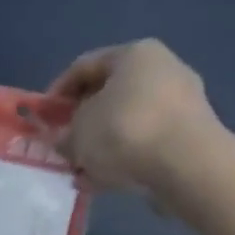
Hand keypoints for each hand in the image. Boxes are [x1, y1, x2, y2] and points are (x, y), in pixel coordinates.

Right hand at [48, 39, 223, 196]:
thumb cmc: (124, 132)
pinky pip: (147, 142)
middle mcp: (163, 69)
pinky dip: (126, 157)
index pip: (83, 66)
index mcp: (134, 54)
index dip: (56, 92)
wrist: (187, 166)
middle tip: (63, 142)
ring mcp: (182, 102)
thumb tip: (64, 141)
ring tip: (83, 168)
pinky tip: (107, 180)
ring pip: (128, 121)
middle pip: (109, 94)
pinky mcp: (192, 134)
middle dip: (83, 120)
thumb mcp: (78, 133)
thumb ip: (63, 134)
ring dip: (103, 143)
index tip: (42, 117)